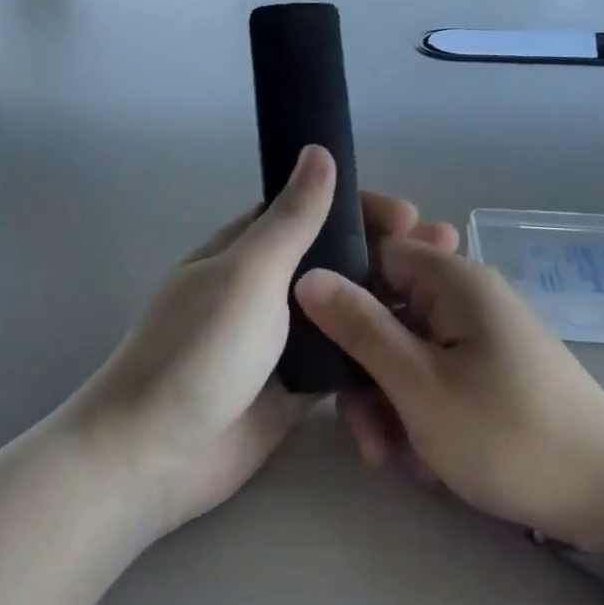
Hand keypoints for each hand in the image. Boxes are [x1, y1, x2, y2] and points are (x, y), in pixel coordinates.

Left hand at [72, 146, 457, 540]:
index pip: (308, 212)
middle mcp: (264, 289)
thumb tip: (317, 151)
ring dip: (386, 301)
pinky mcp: (297, 385)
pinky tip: (420, 346)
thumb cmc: (200, 350)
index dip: (358, 209)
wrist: (160, 453)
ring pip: (343, 310)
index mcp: (244, 251)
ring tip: (442, 301)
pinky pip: (343, 358)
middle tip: (443, 253)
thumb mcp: (248, 274)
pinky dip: (375, 349)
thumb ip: (291, 219)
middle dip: (384, 254)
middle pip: (333, 261)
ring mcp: (281, 339)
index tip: (407, 215)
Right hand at [295, 240, 603, 560]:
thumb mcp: (419, 385)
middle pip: (385, 311)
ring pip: (404, 352)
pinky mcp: (487, 372)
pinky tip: (420, 459)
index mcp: (453, 282)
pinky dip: (416, 412)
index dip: (339, 287)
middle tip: (362, 431)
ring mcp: (478, 337)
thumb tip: (308, 274)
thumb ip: (359, 327)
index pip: (375, 252)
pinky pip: (432, 376)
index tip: (313, 336)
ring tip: (389, 458)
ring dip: (385, 401)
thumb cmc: (507, 435)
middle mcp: (465, 298)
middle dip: (362, 369)